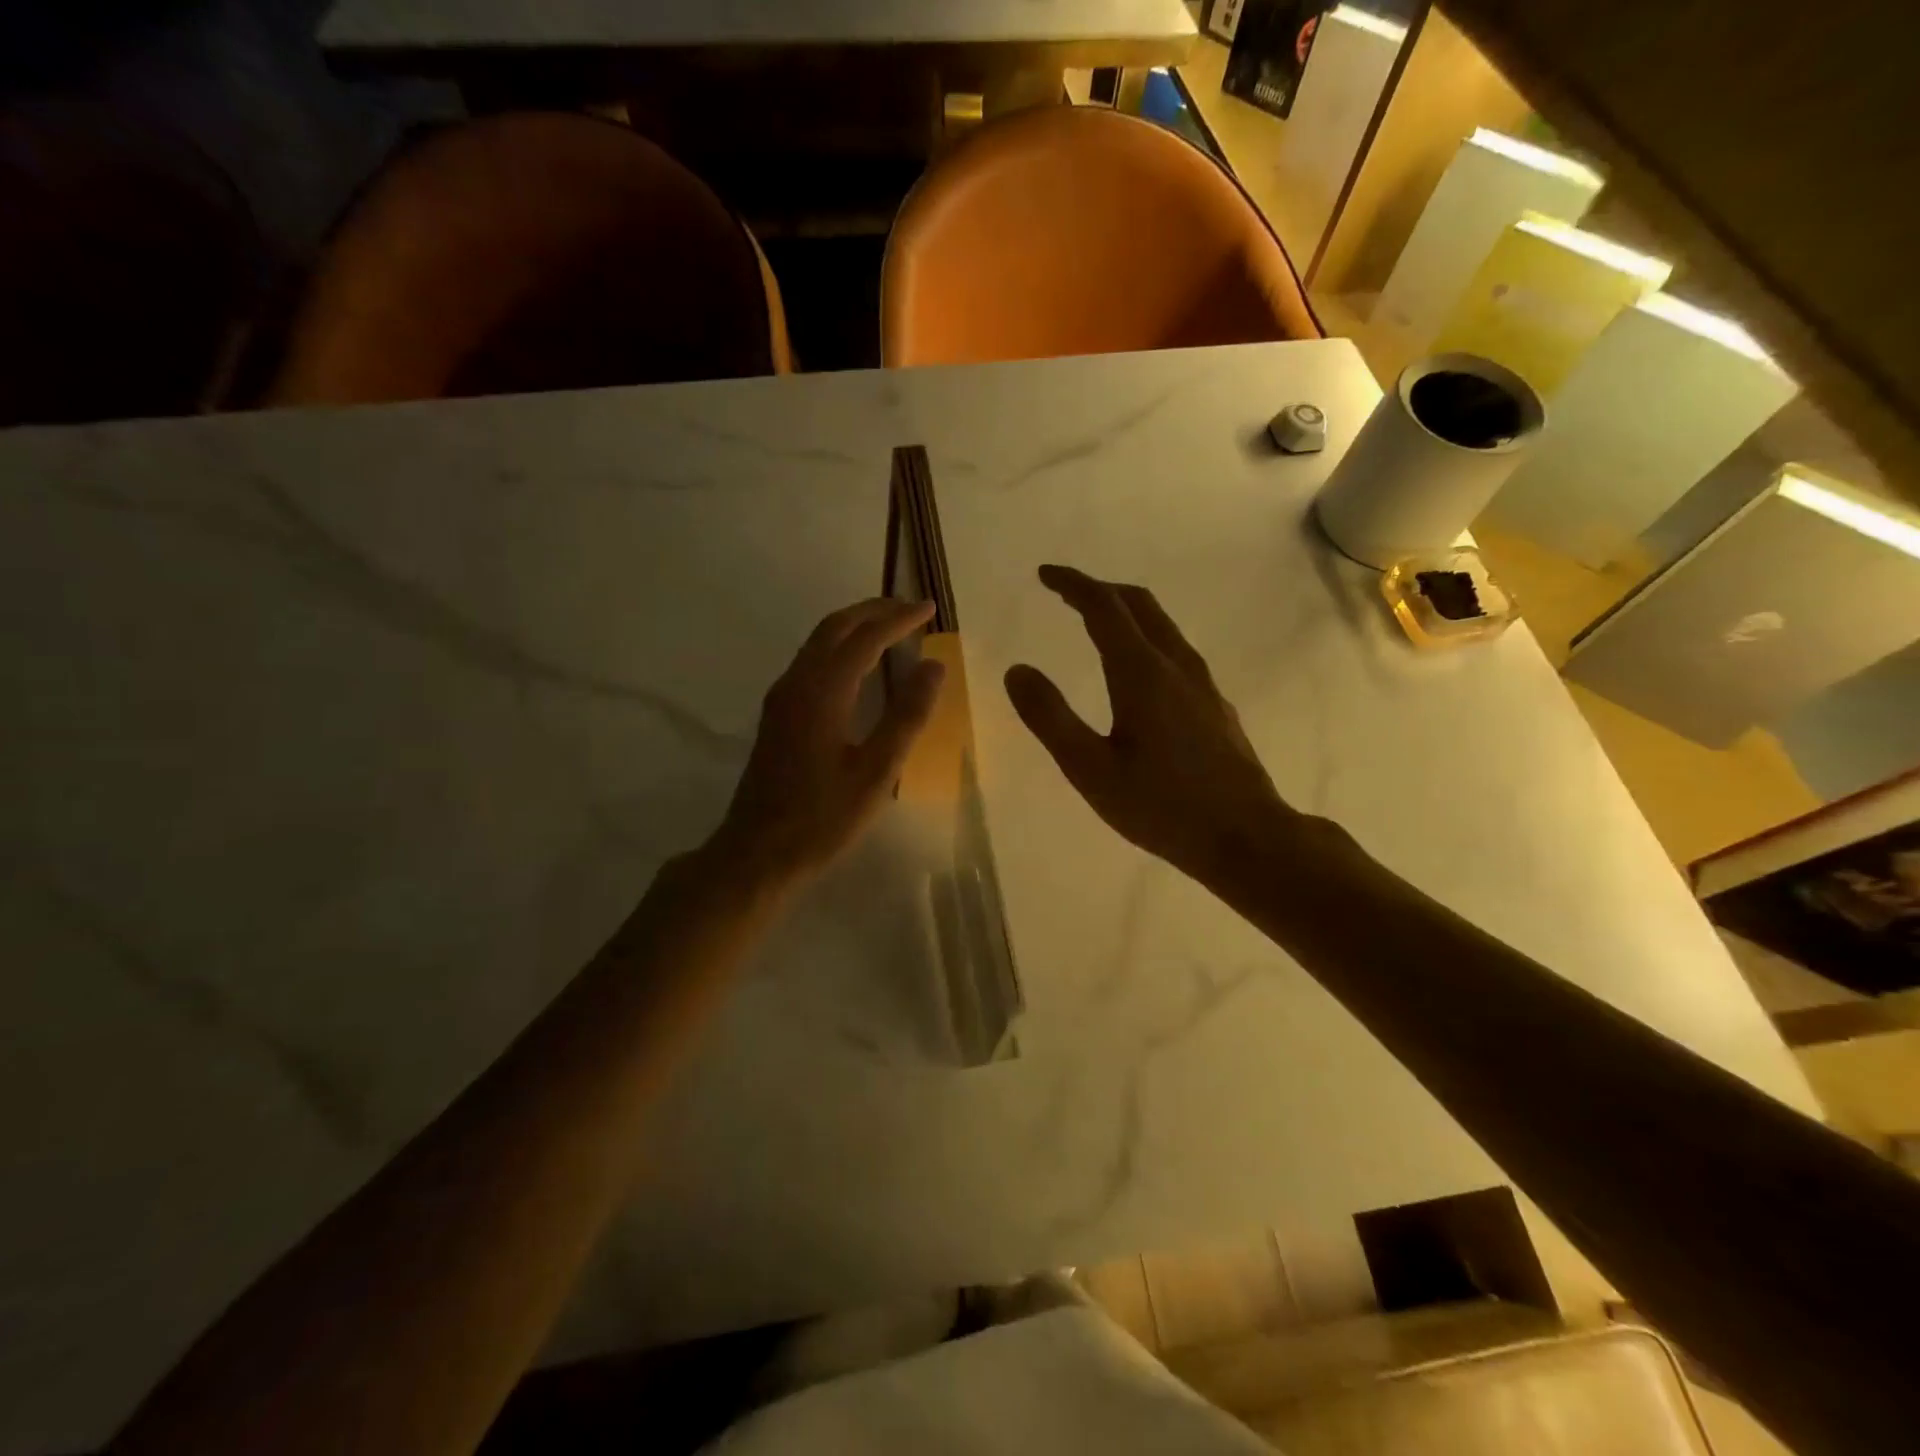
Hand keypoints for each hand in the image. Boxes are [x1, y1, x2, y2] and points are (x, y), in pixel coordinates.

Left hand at [714, 598, 943, 889]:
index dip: (899, 619)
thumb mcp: (876, 771)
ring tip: (891, 628)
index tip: (929, 607)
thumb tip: (934, 666)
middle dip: (874, 611)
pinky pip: (812, 661)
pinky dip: (840, 648)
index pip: (865, 638)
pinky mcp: (778, 714)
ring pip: (819, 642)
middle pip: (835, 627)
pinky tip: (859, 666)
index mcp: (822, 691)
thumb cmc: (822, 818)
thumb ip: (906, 716)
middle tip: (911, 609)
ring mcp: (782, 698)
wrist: (757, 852)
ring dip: (855, 626)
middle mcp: (797, 683)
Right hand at [1004, 565, 1302, 890]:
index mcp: (1141, 673)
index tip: (1045, 575)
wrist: (1245, 837)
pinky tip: (1138, 669)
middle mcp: (1175, 666)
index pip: (1103, 607)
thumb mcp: (1090, 769)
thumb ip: (1050, 717)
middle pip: (1139, 604)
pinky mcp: (1215, 705)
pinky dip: (1146, 637)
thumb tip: (1017, 670)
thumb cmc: (1161, 806)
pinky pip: (1175, 651)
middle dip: (1100, 589)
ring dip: (1126, 611)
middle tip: (1067, 592)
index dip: (1073, 585)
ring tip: (1097, 622)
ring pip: (1162, 626)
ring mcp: (1202, 684)